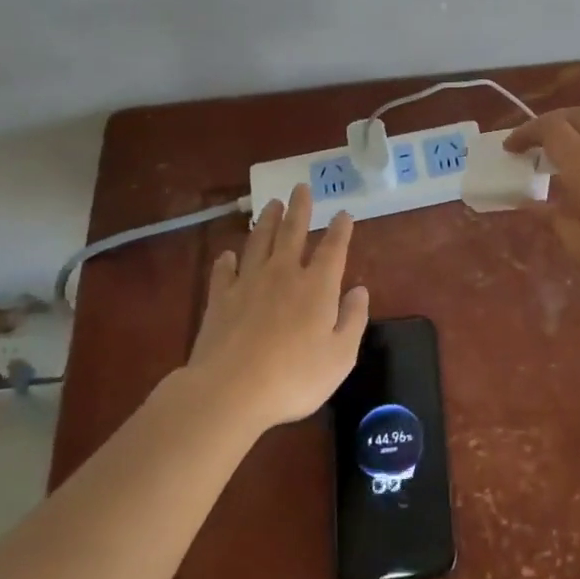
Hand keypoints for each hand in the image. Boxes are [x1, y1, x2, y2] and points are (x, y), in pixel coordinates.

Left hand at [187, 184, 370, 432]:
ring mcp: (248, 283)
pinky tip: (227, 255)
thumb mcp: (341, 356)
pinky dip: (226, 260)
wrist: (230, 390)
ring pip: (258, 242)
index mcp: (317, 286)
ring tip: (270, 204)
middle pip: (292, 232)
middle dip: (299, 208)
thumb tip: (360, 290)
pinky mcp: (220, 299)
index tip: (343, 214)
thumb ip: (353, 319)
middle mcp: (283, 274)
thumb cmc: (294, 377)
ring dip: (266, 221)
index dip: (340, 229)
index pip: (332, 248)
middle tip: (300, 187)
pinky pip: (223, 271)